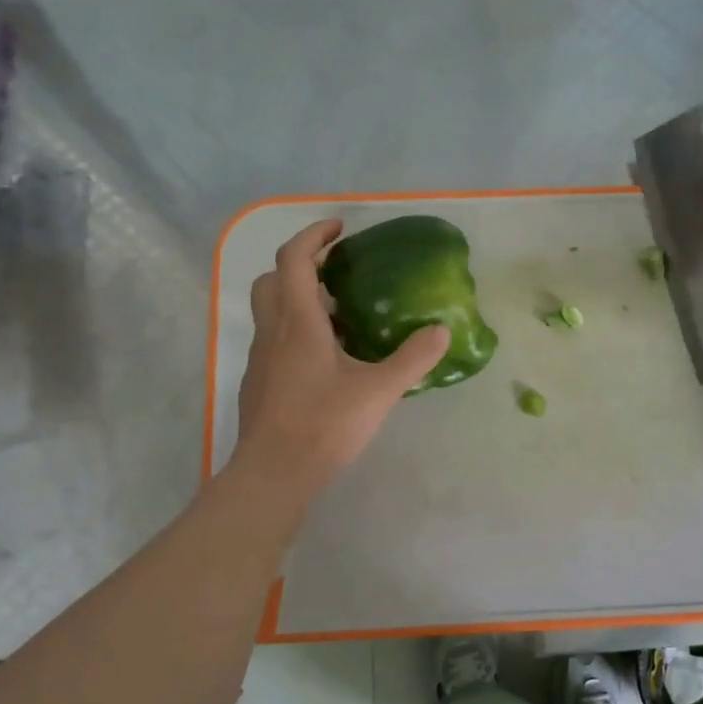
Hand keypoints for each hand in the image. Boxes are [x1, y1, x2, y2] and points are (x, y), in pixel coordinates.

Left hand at [233, 220, 450, 497]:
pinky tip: (326, 361)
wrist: (274, 474)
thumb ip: (412, 358)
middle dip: (300, 265)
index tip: (339, 229)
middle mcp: (273, 332)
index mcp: (298, 322)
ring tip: (340, 316)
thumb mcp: (379, 390)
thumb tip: (442, 330)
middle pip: (273, 280)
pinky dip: (296, 333)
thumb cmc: (324, 424)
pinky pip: (275, 342)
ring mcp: (261, 359)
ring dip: (298, 301)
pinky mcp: (260, 384)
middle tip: (336, 273)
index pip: (294, 259)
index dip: (313, 236)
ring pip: (271, 312)